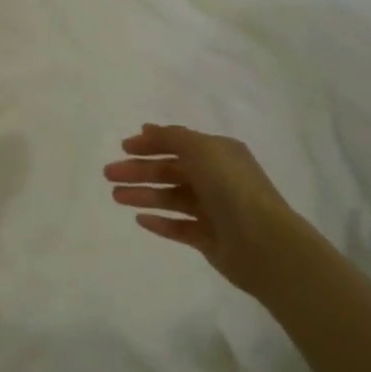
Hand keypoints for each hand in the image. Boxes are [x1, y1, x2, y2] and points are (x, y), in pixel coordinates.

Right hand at [104, 124, 323, 301]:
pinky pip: (179, 227)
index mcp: (219, 154)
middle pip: (171, 171)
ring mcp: (214, 210)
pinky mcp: (209, 239)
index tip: (123, 147)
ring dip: (144, 194)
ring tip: (116, 197)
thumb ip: (173, 138)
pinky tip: (139, 219)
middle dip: (140, 170)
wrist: (262, 242)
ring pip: (171, 198)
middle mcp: (217, 179)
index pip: (179, 144)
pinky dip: (160, 222)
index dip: (151, 144)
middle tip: (109, 174)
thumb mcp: (201, 150)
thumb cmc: (231, 187)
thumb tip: (148, 129)